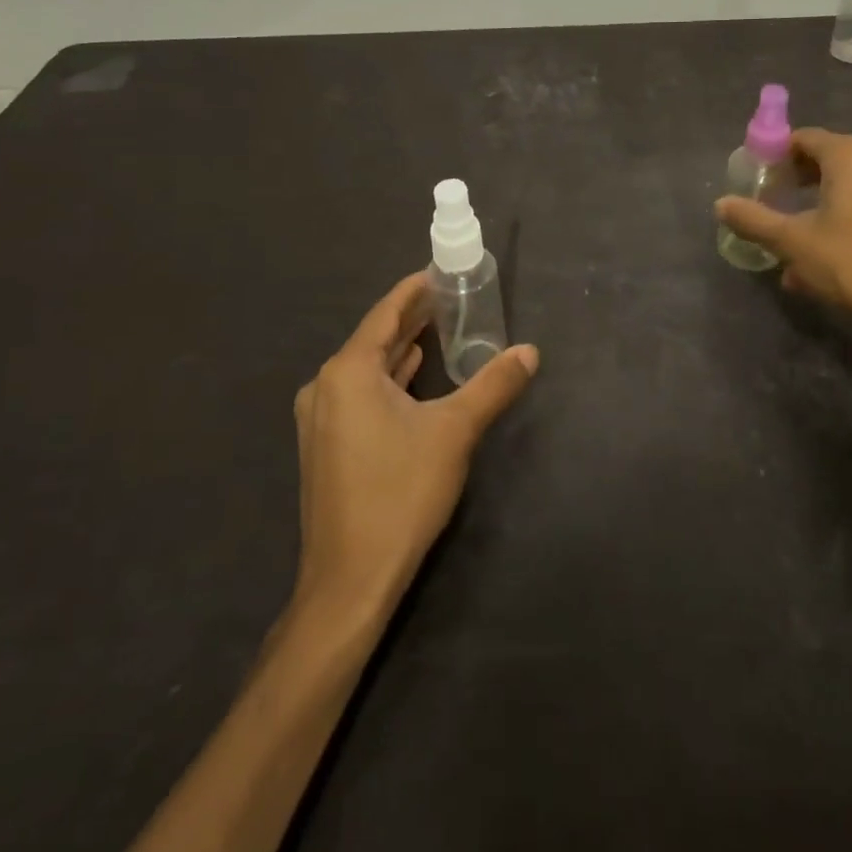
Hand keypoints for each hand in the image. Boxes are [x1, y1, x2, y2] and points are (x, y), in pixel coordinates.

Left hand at [291, 273, 538, 624]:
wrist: (350, 579)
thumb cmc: (401, 493)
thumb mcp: (455, 431)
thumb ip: (494, 385)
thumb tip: (530, 351)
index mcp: (348, 372)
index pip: (385, 314)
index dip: (413, 290)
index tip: (439, 271)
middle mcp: (325, 387)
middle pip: (374, 338)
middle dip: (411, 317)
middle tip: (449, 297)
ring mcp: (321, 419)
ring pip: (366, 368)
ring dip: (401, 348)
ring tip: (438, 328)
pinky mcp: (326, 445)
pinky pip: (360, 393)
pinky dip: (389, 378)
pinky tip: (413, 375)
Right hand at [716, 129, 851, 355]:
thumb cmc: (851, 264)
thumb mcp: (792, 242)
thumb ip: (753, 219)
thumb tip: (721, 204)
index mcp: (850, 155)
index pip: (803, 139)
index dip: (775, 157)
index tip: (758, 182)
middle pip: (827, 160)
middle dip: (797, 183)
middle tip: (773, 207)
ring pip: (849, 186)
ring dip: (819, 206)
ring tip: (797, 240)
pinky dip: (846, 218)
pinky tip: (830, 254)